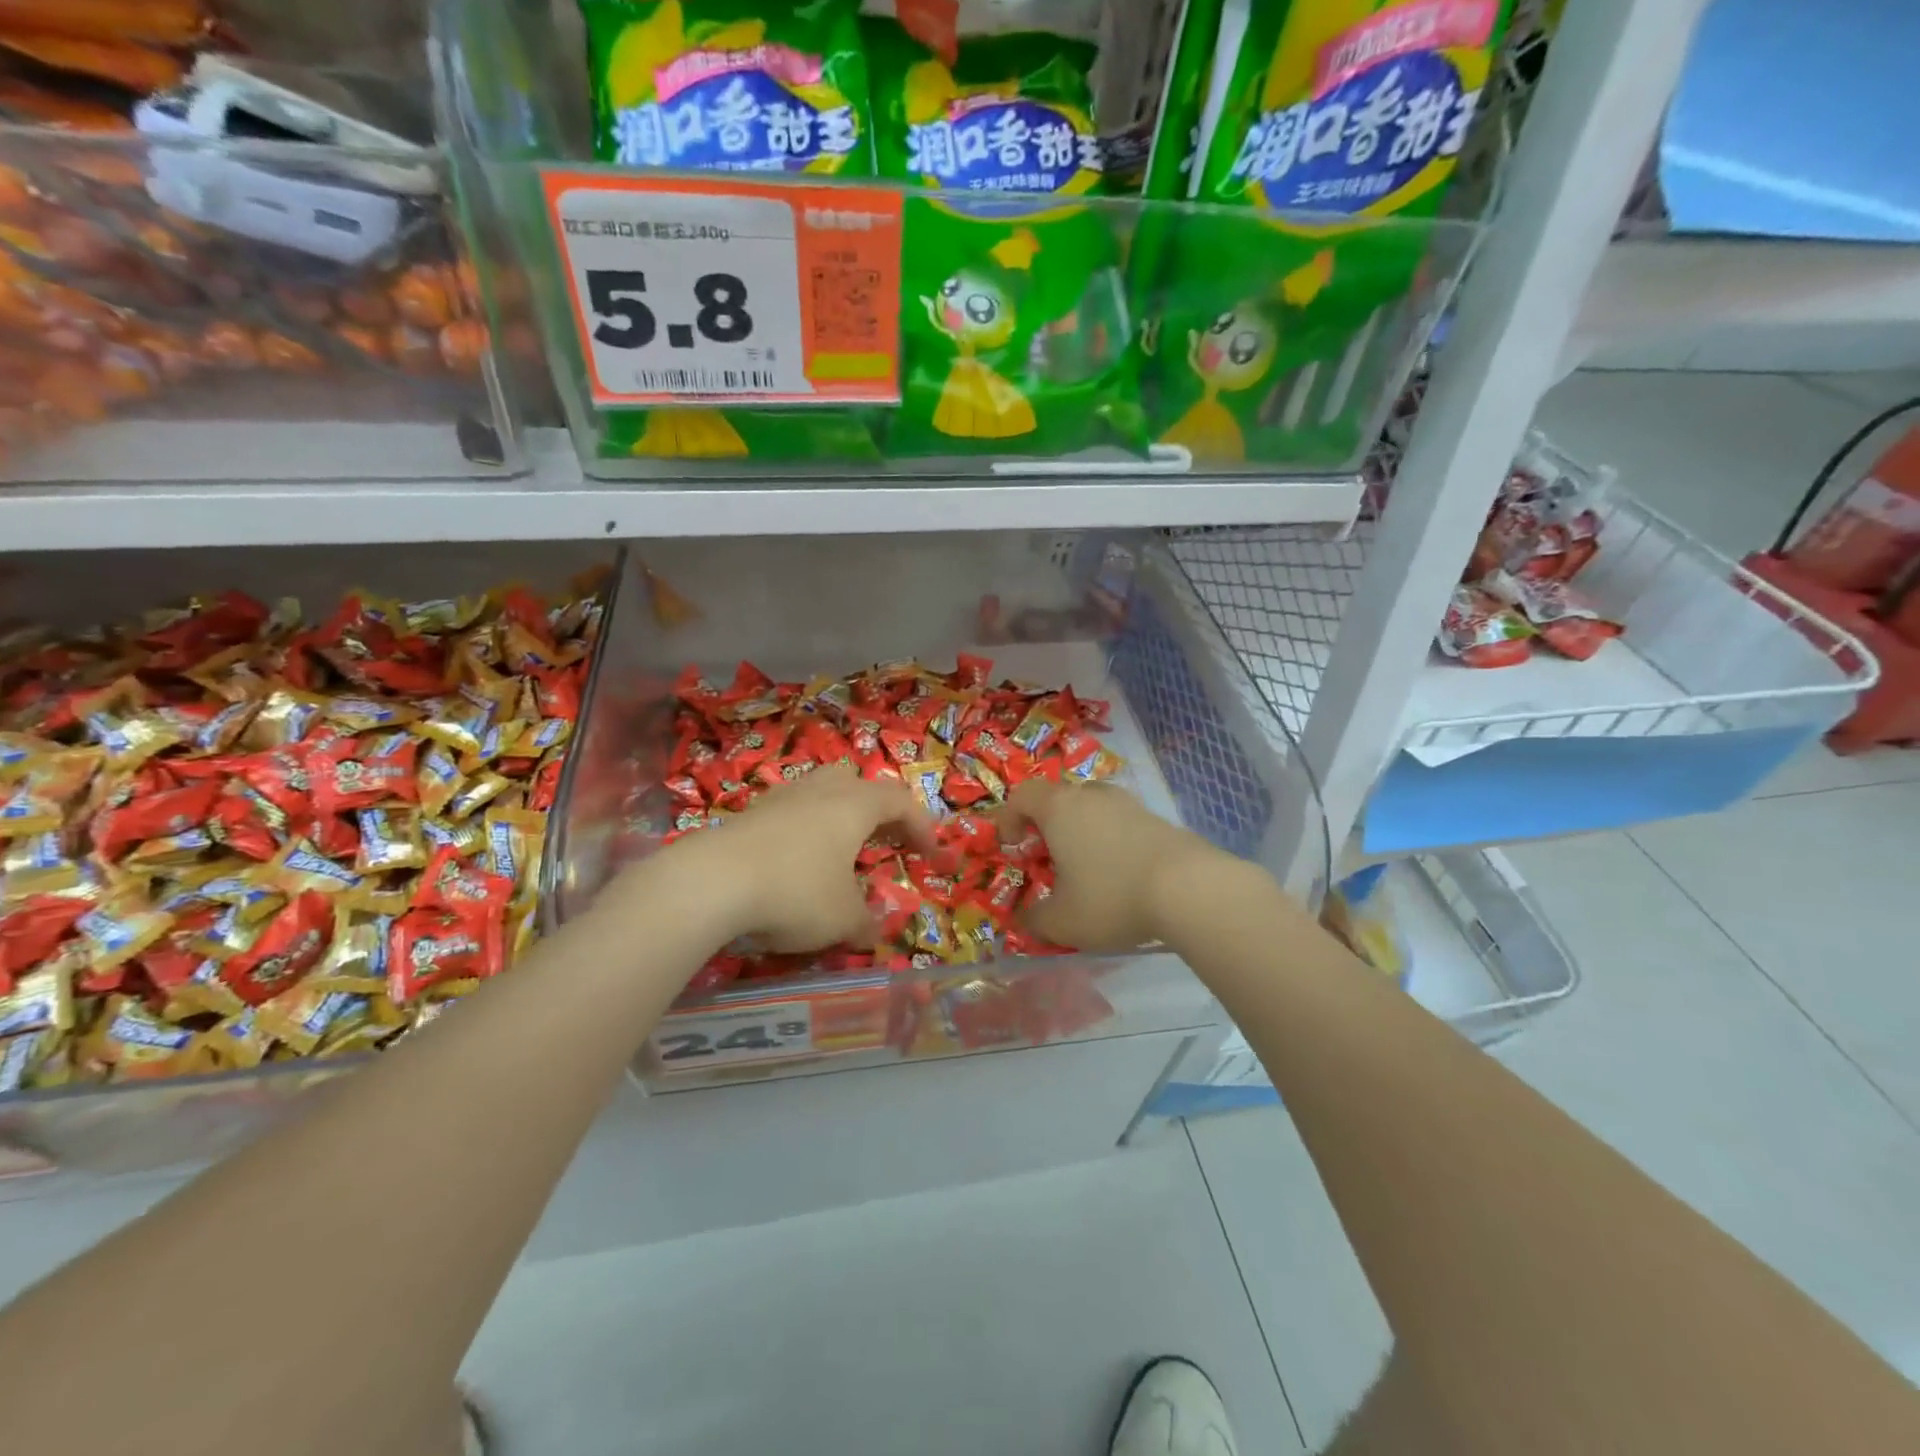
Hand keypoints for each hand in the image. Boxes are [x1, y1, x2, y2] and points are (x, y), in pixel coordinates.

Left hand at [672, 763, 937, 952]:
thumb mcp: (842, 918)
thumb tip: (873, 931)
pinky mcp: (748, 814)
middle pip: (858, 784)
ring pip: (820, 794)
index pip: (900, 802)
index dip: (921, 826)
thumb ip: (866, 922)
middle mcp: (820, 791)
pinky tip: (795, 866)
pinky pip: (790, 814)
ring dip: (837, 819)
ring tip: (839, 854)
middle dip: (876, 810)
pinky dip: (803, 834)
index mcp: (854, 805)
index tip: (932, 855)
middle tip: (883, 840)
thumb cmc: (795, 891)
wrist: (710, 882)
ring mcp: (780, 798)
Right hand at [997, 780, 1216, 952]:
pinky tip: (1123, 876)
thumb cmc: (1111, 896)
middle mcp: (1092, 797)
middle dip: (1048, 826)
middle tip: (1048, 858)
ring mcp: (1129, 804)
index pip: (1022, 795)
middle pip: (1060, 798)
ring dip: (1083, 832)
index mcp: (1059, 809)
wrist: (1190, 888)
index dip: (1009, 818)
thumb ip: (1035, 919)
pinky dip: (1113, 842)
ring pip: (1094, 808)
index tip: (1012, 848)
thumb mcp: (1062, 921)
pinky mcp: (1159, 820)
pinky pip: (1123, 824)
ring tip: (1087, 869)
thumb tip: (1025, 920)